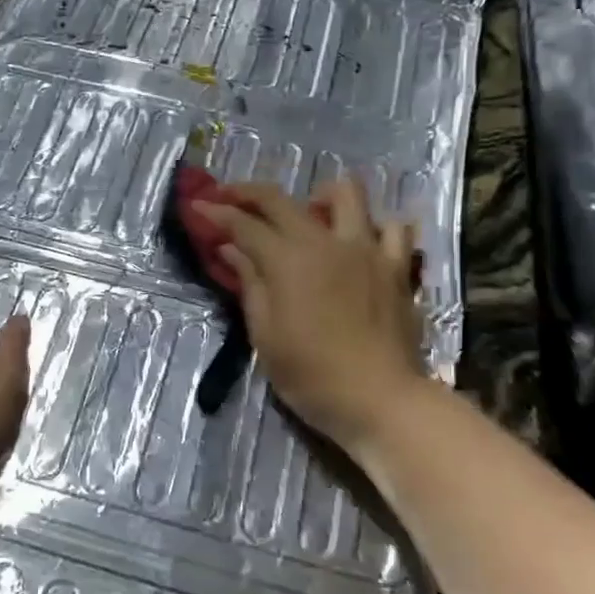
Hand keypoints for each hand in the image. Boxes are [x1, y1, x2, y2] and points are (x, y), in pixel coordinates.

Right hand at [193, 176, 425, 455]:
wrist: (380, 401)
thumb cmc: (312, 376)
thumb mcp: (266, 336)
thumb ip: (250, 284)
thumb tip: (231, 249)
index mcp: (288, 261)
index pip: (244, 225)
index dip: (217, 213)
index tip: (197, 206)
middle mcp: (326, 242)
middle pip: (282, 199)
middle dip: (248, 192)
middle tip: (230, 198)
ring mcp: (367, 249)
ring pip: (347, 193)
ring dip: (320, 196)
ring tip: (309, 214)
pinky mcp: (397, 266)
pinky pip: (393, 227)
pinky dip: (375, 226)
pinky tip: (361, 241)